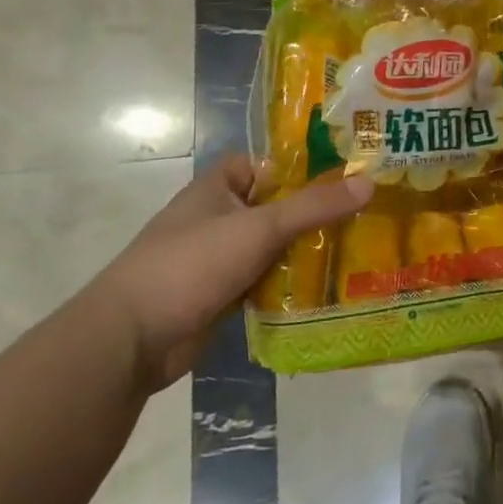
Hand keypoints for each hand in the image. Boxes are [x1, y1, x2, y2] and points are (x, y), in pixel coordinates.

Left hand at [85, 156, 372, 391]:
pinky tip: (328, 288)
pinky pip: (265, 281)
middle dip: (314, 213)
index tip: (344, 176)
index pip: (264, 165)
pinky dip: (289, 284)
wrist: (133, 339)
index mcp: (216, 189)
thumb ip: (315, 207)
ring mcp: (218, 259)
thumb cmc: (192, 264)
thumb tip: (369, 182)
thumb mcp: (260, 227)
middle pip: (275, 207)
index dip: (300, 168)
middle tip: (365, 214)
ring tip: (358, 250)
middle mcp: (217, 218)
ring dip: (306, 252)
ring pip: (273, 247)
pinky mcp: (222, 295)